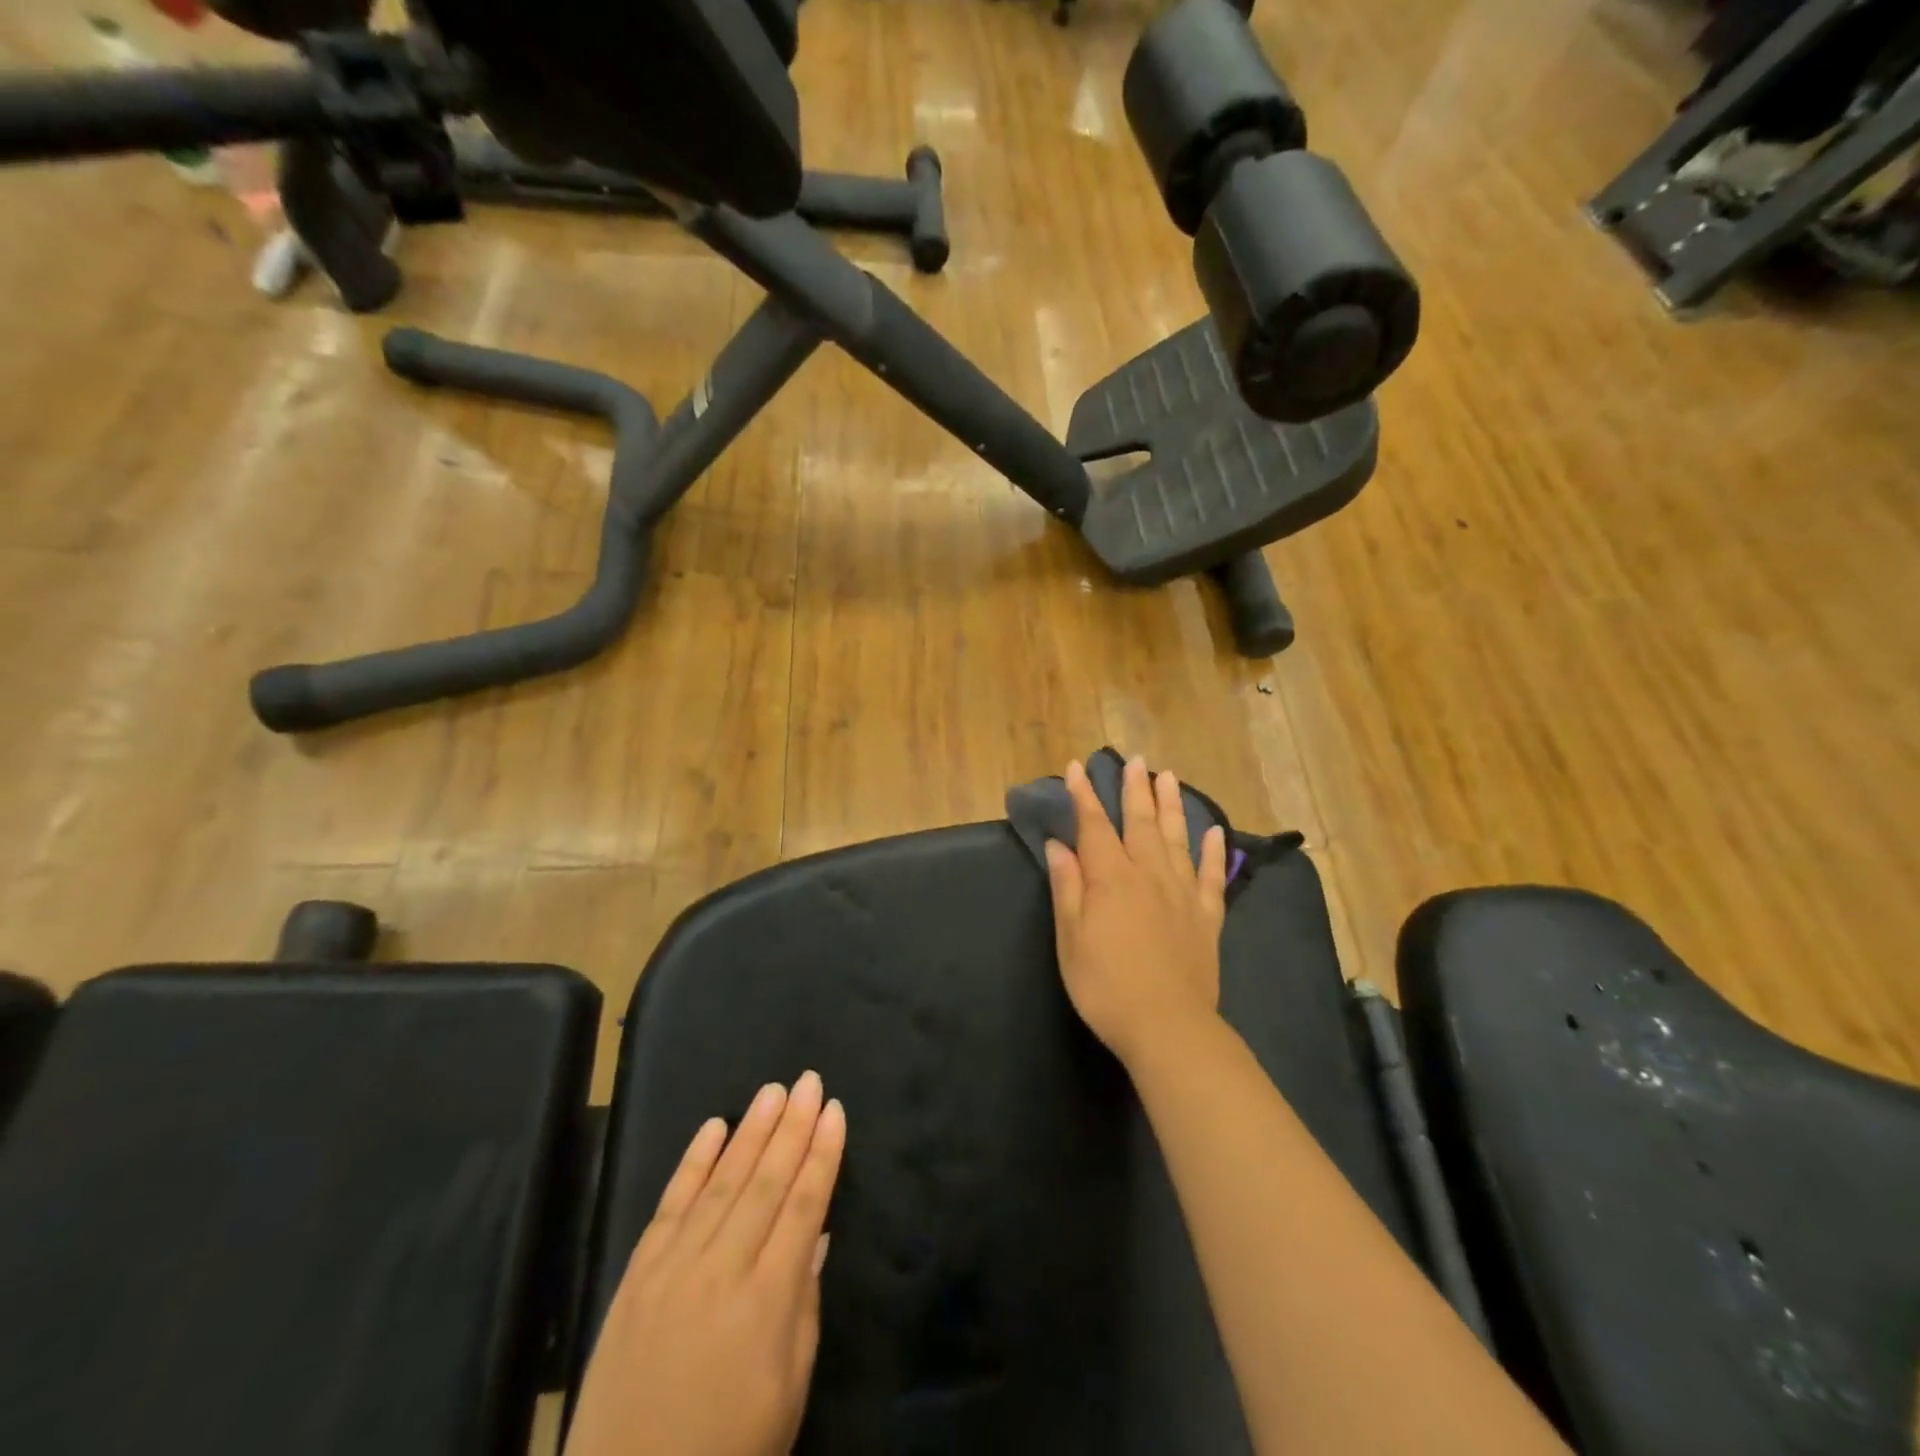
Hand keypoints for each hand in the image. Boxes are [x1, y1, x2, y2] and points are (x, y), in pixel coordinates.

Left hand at [564, 1073, 846, 1455]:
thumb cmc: (728, 1452)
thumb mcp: (788, 1392)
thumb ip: (804, 1305)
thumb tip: (816, 1233)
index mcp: (767, 1301)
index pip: (804, 1205)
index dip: (822, 1154)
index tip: (834, 1111)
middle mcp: (722, 1270)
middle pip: (766, 1181)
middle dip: (792, 1126)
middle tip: (809, 1080)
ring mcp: (674, 1267)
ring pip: (721, 1181)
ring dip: (751, 1131)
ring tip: (773, 1091)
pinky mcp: (637, 1275)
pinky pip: (670, 1204)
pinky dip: (693, 1162)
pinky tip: (713, 1127)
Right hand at [1044, 756, 1227, 1066]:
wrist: (1167, 1026)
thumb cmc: (1105, 985)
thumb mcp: (1070, 939)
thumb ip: (1067, 888)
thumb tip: (1060, 846)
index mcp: (1111, 879)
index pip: (1095, 826)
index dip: (1085, 796)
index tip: (1077, 768)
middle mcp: (1148, 875)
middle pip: (1140, 823)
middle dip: (1135, 789)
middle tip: (1136, 760)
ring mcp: (1182, 893)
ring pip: (1177, 838)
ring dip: (1172, 806)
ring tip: (1169, 777)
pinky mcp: (1206, 916)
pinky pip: (1211, 875)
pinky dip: (1214, 851)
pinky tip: (1215, 832)